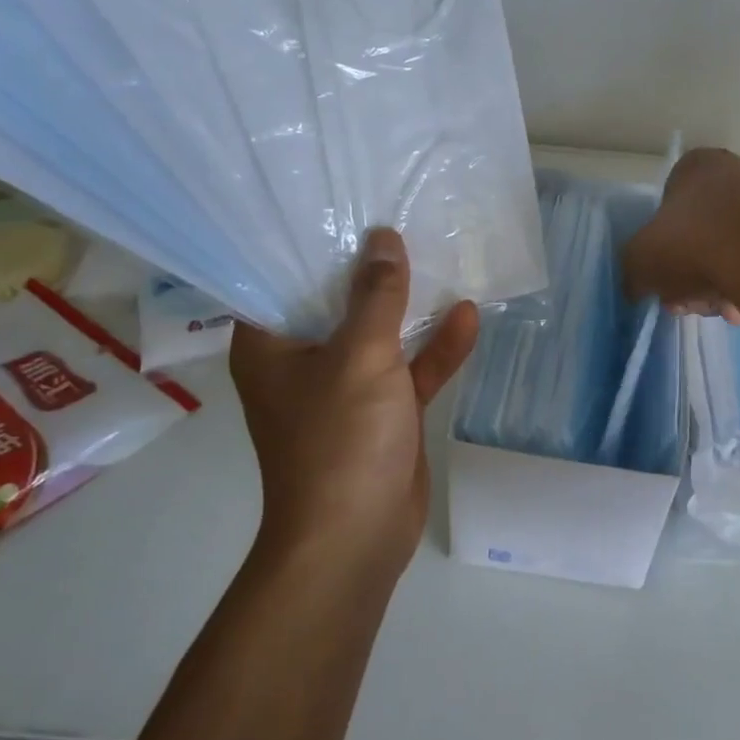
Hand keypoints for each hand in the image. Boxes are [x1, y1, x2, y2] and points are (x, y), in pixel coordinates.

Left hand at [229, 229, 478, 574]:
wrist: (357, 538)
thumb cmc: (340, 440)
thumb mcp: (361, 357)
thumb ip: (376, 297)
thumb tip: (382, 239)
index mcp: (272, 345)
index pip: (280, 277)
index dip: (309, 241)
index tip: (340, 201)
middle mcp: (303, 360)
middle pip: (336, 301)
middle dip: (370, 267)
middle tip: (400, 215)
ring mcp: (346, 388)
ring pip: (379, 335)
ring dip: (409, 306)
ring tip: (440, 255)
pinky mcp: (383, 412)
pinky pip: (409, 370)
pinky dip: (435, 349)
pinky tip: (467, 316)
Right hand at [623, 148, 739, 322]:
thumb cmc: (695, 246)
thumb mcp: (638, 261)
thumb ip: (632, 271)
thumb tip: (640, 286)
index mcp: (696, 165)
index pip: (667, 206)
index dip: (660, 247)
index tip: (662, 278)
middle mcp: (739, 172)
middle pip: (702, 232)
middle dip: (692, 272)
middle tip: (689, 301)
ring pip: (734, 251)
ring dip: (722, 284)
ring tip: (723, 309)